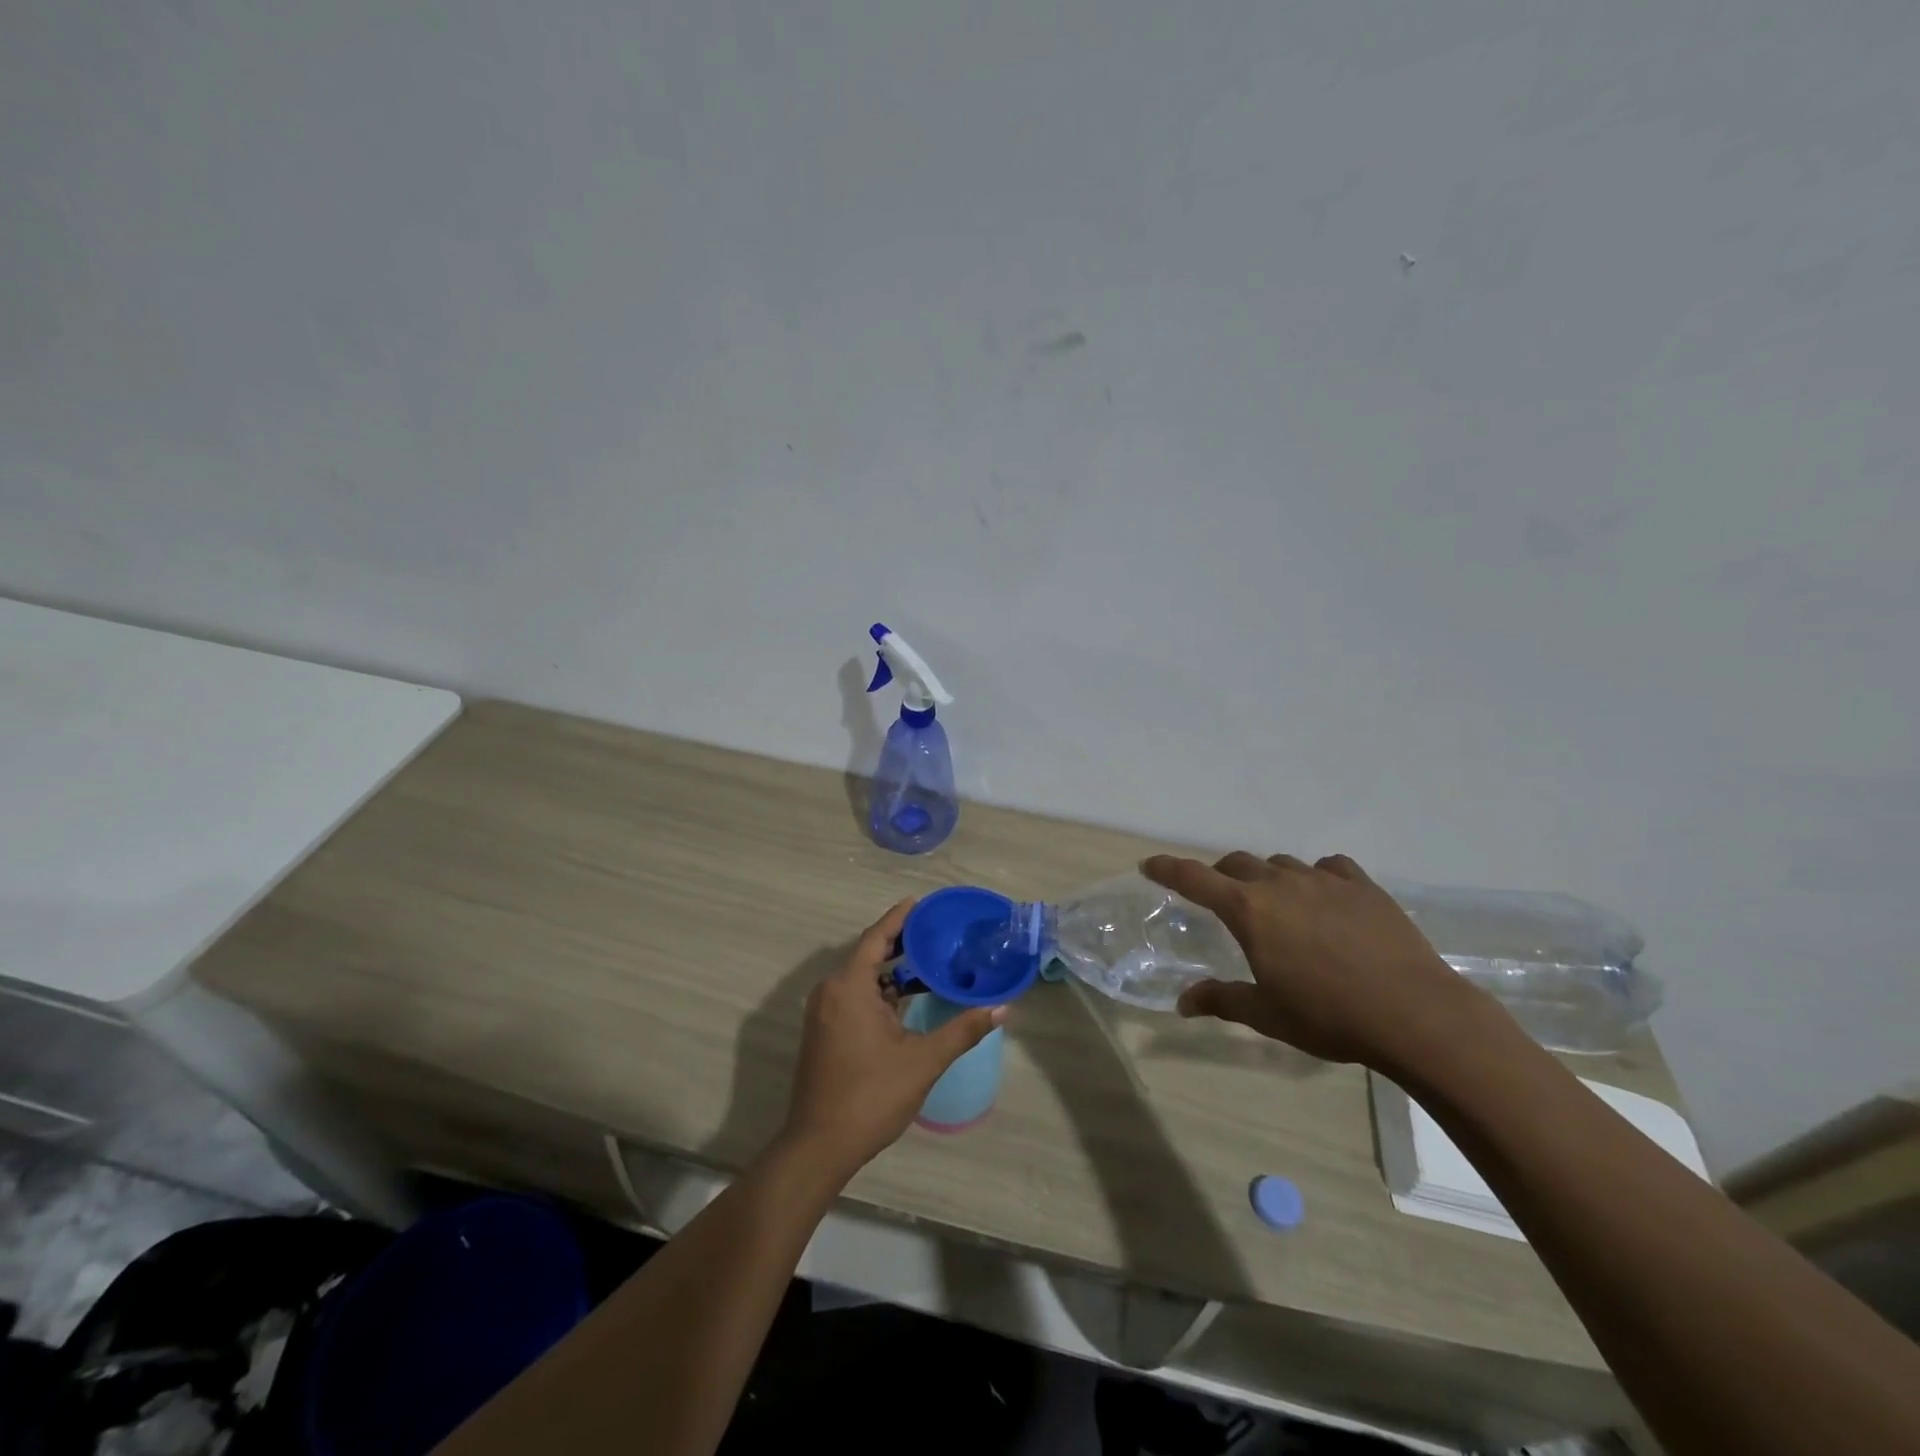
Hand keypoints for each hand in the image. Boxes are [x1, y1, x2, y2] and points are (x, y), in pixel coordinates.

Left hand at [780, 899, 1005, 1179]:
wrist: (820, 1145)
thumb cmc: (871, 1096)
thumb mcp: (923, 1061)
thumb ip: (963, 1030)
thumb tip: (1002, 1008)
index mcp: (849, 987)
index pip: (876, 938)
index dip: (899, 918)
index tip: (920, 902)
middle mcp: (831, 991)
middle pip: (868, 955)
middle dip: (901, 944)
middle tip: (935, 933)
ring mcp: (824, 1013)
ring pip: (861, 979)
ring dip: (891, 972)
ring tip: (928, 963)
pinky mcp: (823, 1031)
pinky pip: (853, 997)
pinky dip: (879, 992)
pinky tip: (905, 1000)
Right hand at [1142, 851, 1491, 1073]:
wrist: (1416, 1014)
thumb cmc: (1329, 1016)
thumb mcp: (1267, 1014)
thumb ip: (1222, 1000)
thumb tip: (1182, 1003)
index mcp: (1249, 910)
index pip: (1194, 878)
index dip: (1167, 869)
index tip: (1149, 865)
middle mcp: (1280, 883)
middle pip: (1236, 864)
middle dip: (1219, 876)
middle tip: (1219, 897)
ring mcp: (1324, 880)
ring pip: (1280, 864)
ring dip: (1267, 878)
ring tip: (1275, 903)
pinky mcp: (1363, 886)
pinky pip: (1328, 867)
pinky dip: (1315, 877)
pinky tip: (1324, 896)